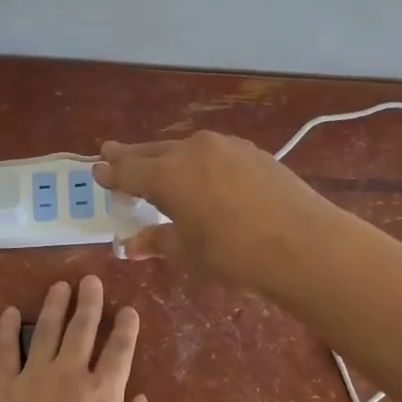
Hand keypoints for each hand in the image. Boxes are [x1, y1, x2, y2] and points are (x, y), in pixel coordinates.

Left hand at [0, 275, 151, 401]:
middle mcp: (71, 375)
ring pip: (47, 331)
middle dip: (90, 302)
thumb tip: (142, 400)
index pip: (119, 351)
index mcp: (104, 394)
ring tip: (60, 286)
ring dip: (55, 306)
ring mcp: (35, 377)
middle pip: (82, 329)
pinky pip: (6, 350)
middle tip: (91, 281)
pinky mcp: (4, 387)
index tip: (129, 310)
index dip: (126, 328)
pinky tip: (8, 312)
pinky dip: (7, 329)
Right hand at [93, 131, 343, 287]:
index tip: (97, 170)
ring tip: (158, 163)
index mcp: (168, 174)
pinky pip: (214, 152)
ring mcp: (227, 146)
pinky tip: (204, 172)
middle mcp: (193, 150)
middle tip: (112, 152)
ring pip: (186, 148)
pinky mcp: (254, 152)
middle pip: (153, 151)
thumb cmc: (235, 254)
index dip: (110, 173)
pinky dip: (199, 160)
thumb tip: (130, 245)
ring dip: (167, 156)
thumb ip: (157, 240)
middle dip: (132, 155)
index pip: (128, 171)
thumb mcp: (188, 252)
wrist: (304, 244)